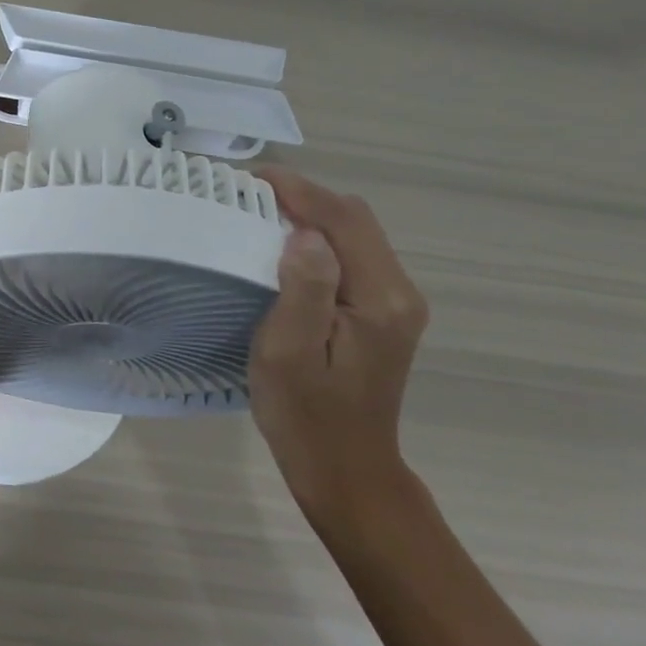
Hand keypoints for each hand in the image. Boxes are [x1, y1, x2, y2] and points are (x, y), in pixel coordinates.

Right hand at [249, 168, 429, 526]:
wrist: (344, 469)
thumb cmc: (305, 414)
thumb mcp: (289, 351)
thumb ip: (304, 288)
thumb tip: (305, 233)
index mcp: (380, 299)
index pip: (343, 220)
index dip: (298, 190)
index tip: (249, 177)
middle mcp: (398, 292)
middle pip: (355, 219)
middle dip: (303, 196)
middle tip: (246, 194)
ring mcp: (393, 303)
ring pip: (353, 234)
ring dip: (309, 214)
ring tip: (258, 211)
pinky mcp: (380, 313)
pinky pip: (350, 255)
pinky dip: (316, 237)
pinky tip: (283, 247)